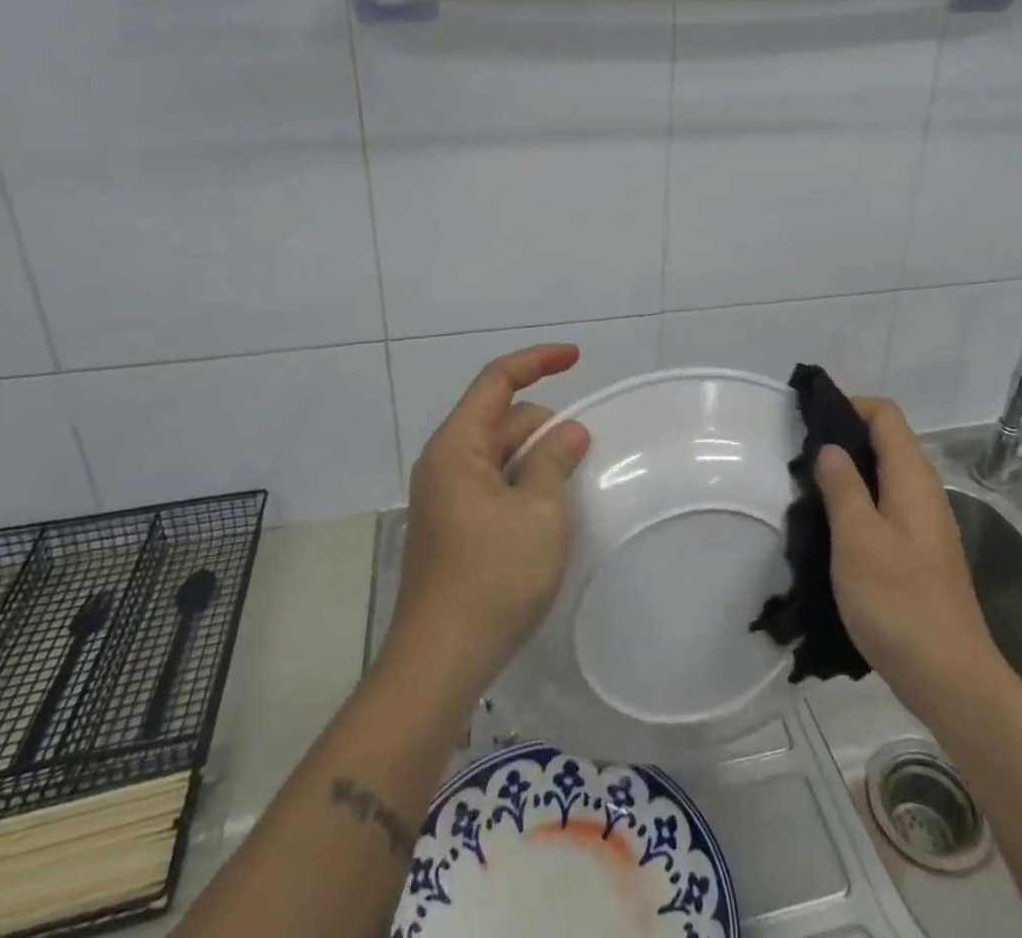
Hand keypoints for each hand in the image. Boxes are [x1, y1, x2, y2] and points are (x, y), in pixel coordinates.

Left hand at [385, 344, 591, 696]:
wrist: (440, 663)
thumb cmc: (492, 580)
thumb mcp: (540, 513)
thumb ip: (555, 459)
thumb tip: (569, 431)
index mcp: (457, 447)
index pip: (496, 381)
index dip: (537, 361)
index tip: (577, 357)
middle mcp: (445, 462)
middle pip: (503, 419)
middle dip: (545, 428)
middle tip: (581, 464)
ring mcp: (447, 495)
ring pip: (501, 454)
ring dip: (537, 461)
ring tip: (566, 498)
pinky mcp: (453, 524)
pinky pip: (495, 483)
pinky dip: (524, 485)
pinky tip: (545, 517)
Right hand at [814, 397, 1002, 721]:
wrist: (951, 680)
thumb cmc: (899, 603)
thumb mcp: (858, 540)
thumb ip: (842, 487)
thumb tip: (830, 448)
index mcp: (912, 478)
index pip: (884, 414)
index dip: (849, 405)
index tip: (809, 418)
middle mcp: (923, 492)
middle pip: (885, 441)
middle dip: (843, 438)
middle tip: (798, 456)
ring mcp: (924, 524)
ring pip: (883, 476)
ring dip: (847, 474)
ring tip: (807, 490)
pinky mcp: (919, 553)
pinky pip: (885, 506)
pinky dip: (857, 502)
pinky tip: (832, 528)